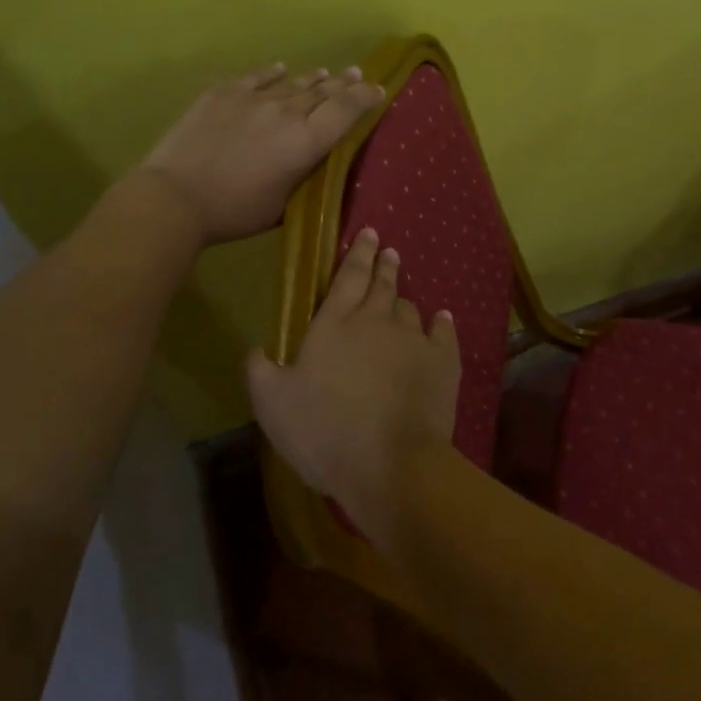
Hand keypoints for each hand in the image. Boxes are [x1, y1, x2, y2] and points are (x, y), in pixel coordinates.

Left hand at [138, 62, 385, 245]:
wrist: (175, 196)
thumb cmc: (234, 212)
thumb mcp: (282, 206)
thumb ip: (302, 178)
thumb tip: (312, 161)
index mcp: (305, 142)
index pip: (345, 111)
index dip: (365, 98)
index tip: (378, 89)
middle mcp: (286, 112)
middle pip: (322, 92)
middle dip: (343, 83)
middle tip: (357, 74)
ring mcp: (253, 98)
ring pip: (292, 83)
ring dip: (312, 79)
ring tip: (326, 73)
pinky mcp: (222, 93)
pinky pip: (256, 77)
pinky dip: (272, 73)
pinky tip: (280, 68)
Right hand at [246, 228, 459, 547]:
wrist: (390, 466)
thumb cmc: (324, 432)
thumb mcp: (272, 405)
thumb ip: (259, 370)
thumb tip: (257, 348)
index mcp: (334, 324)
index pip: (348, 277)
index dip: (358, 253)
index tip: (368, 234)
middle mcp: (375, 321)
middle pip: (382, 284)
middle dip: (384, 264)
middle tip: (388, 249)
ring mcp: (412, 339)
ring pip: (408, 308)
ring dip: (403, 297)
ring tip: (402, 294)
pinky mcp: (442, 362)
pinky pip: (443, 332)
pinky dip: (441, 323)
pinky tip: (442, 319)